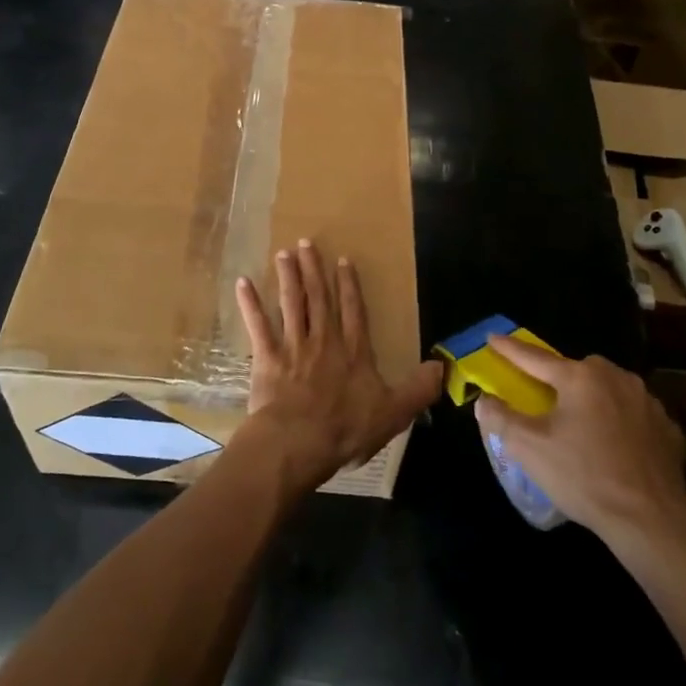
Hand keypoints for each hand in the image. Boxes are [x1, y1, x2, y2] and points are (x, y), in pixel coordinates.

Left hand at [232, 241, 440, 489]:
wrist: (299, 441)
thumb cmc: (346, 429)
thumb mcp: (393, 413)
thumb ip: (418, 389)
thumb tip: (442, 367)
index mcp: (353, 352)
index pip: (353, 311)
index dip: (349, 285)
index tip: (343, 260)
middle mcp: (323, 341)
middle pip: (318, 299)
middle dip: (313, 270)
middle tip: (306, 243)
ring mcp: (293, 347)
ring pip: (291, 304)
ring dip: (287, 278)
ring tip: (283, 254)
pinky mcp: (267, 358)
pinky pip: (258, 325)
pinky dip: (250, 304)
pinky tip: (242, 283)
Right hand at [475, 335, 685, 560]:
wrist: (650, 521)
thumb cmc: (583, 476)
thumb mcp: (529, 448)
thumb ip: (501, 418)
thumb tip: (484, 400)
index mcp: (580, 377)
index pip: (534, 357)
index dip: (509, 348)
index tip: (492, 337)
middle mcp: (616, 378)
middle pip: (576, 370)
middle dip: (558, 377)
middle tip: (544, 398)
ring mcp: (647, 402)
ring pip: (608, 388)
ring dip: (591, 398)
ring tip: (581, 423)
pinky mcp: (667, 428)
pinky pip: (633, 414)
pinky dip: (619, 420)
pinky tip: (613, 445)